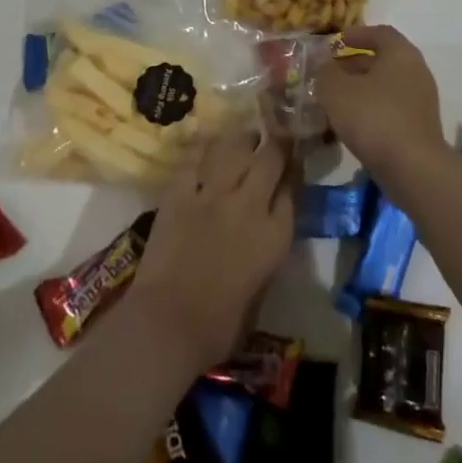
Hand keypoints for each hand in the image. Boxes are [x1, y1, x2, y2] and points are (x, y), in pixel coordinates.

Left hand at [128, 131, 295, 370]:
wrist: (167, 323)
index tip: (293, 166)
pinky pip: (195, 158)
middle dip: (277, 143)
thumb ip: (266, 254)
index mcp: (275, 236)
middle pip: (270, 159)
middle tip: (277, 136)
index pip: (292, 190)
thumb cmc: (218, 327)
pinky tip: (208, 140)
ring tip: (247, 135)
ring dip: (244, 139)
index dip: (294, 173)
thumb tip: (262, 234)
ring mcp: (213, 193)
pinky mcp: (180, 191)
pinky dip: (203, 147)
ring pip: (235, 148)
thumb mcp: (260, 292)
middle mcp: (249, 205)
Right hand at [314, 24, 448, 180]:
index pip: (380, 33)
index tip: (335, 43)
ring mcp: (421, 101)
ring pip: (386, 86)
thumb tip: (324, 66)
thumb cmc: (373, 117)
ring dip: (361, 89)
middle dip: (355, 64)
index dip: (356, 34)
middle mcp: (416, 71)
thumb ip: (326, 72)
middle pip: (383, 60)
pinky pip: (392, 108)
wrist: (413, 168)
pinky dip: (372, 109)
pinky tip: (351, 124)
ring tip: (335, 100)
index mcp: (400, 53)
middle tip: (330, 73)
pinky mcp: (420, 127)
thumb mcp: (336, 90)